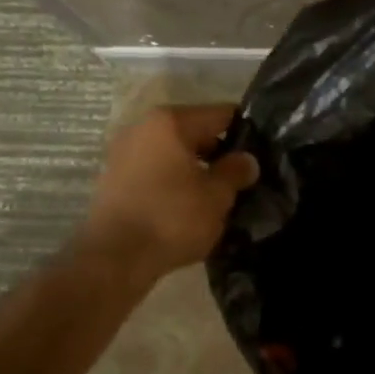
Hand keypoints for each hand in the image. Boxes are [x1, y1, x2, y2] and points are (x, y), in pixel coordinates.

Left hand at [78, 104, 259, 279]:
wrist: (115, 259)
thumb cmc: (172, 218)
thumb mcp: (217, 195)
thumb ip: (236, 171)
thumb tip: (246, 160)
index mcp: (170, 122)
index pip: (221, 114)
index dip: (246, 132)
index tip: (262, 153)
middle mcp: (142, 128)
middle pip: (194, 132)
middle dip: (219, 152)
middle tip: (242, 178)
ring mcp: (123, 153)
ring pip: (173, 154)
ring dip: (195, 169)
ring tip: (217, 195)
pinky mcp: (113, 180)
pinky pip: (155, 172)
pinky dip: (173, 182)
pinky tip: (188, 206)